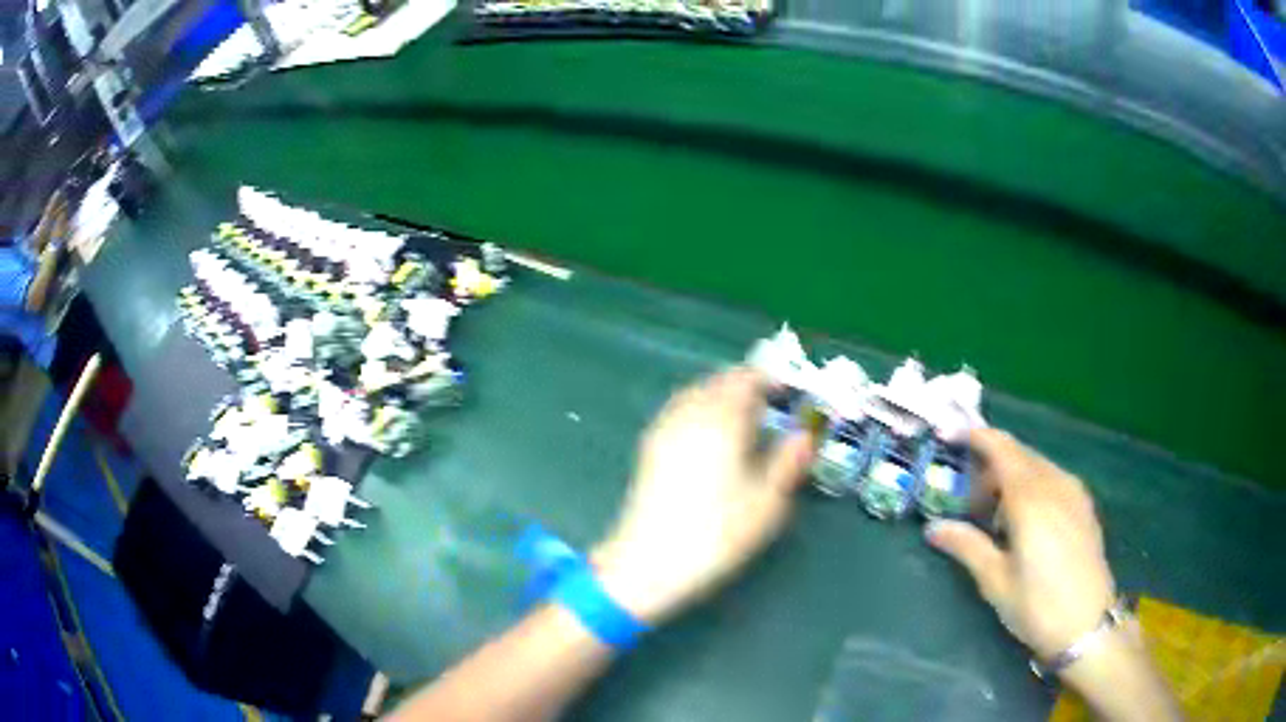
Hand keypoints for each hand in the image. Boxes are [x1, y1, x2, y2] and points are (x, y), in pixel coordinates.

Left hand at [593, 367, 815, 623]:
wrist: (648, 562)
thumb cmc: (716, 534)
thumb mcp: (767, 503)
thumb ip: (788, 462)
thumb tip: (805, 435)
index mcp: (723, 420)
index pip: (747, 379)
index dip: (770, 379)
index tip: (789, 394)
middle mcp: (691, 413)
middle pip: (719, 381)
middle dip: (746, 386)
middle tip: (770, 407)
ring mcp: (665, 428)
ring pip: (696, 392)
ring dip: (721, 394)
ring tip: (743, 419)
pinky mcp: (649, 446)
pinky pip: (679, 409)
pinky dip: (699, 408)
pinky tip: (709, 435)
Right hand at [925, 429, 1116, 661]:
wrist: (1088, 625)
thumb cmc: (1037, 606)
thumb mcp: (996, 581)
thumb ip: (967, 546)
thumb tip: (933, 528)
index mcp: (1030, 499)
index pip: (1001, 448)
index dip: (976, 436)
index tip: (952, 436)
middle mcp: (1055, 484)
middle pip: (1019, 454)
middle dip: (991, 465)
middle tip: (969, 500)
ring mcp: (1074, 493)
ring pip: (1037, 465)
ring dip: (1012, 476)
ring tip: (996, 517)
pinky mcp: (1084, 506)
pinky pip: (1054, 479)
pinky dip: (1033, 485)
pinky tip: (1026, 522)